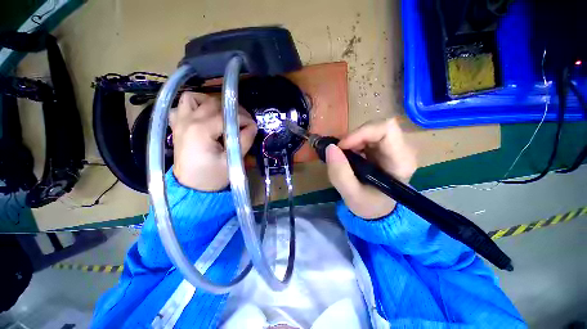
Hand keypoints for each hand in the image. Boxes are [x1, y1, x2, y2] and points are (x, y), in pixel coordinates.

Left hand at [170, 92, 256, 190]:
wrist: (191, 188)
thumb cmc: (212, 177)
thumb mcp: (233, 161)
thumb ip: (244, 141)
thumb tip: (253, 126)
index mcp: (201, 130)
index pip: (227, 115)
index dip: (244, 119)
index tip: (253, 126)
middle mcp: (188, 121)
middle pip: (214, 102)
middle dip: (233, 109)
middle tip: (244, 121)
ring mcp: (180, 122)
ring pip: (194, 98)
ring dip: (211, 102)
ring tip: (223, 114)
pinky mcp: (177, 126)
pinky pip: (181, 106)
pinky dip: (194, 105)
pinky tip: (203, 115)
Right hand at [326, 118, 416, 218]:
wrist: (377, 208)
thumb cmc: (368, 205)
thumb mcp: (351, 195)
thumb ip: (340, 174)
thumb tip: (330, 147)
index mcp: (401, 162)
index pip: (387, 130)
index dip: (361, 133)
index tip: (342, 146)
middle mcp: (402, 150)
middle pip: (378, 126)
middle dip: (354, 137)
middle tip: (340, 152)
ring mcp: (394, 147)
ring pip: (371, 129)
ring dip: (353, 140)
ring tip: (345, 157)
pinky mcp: (385, 147)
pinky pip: (367, 135)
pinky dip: (354, 142)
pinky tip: (350, 156)